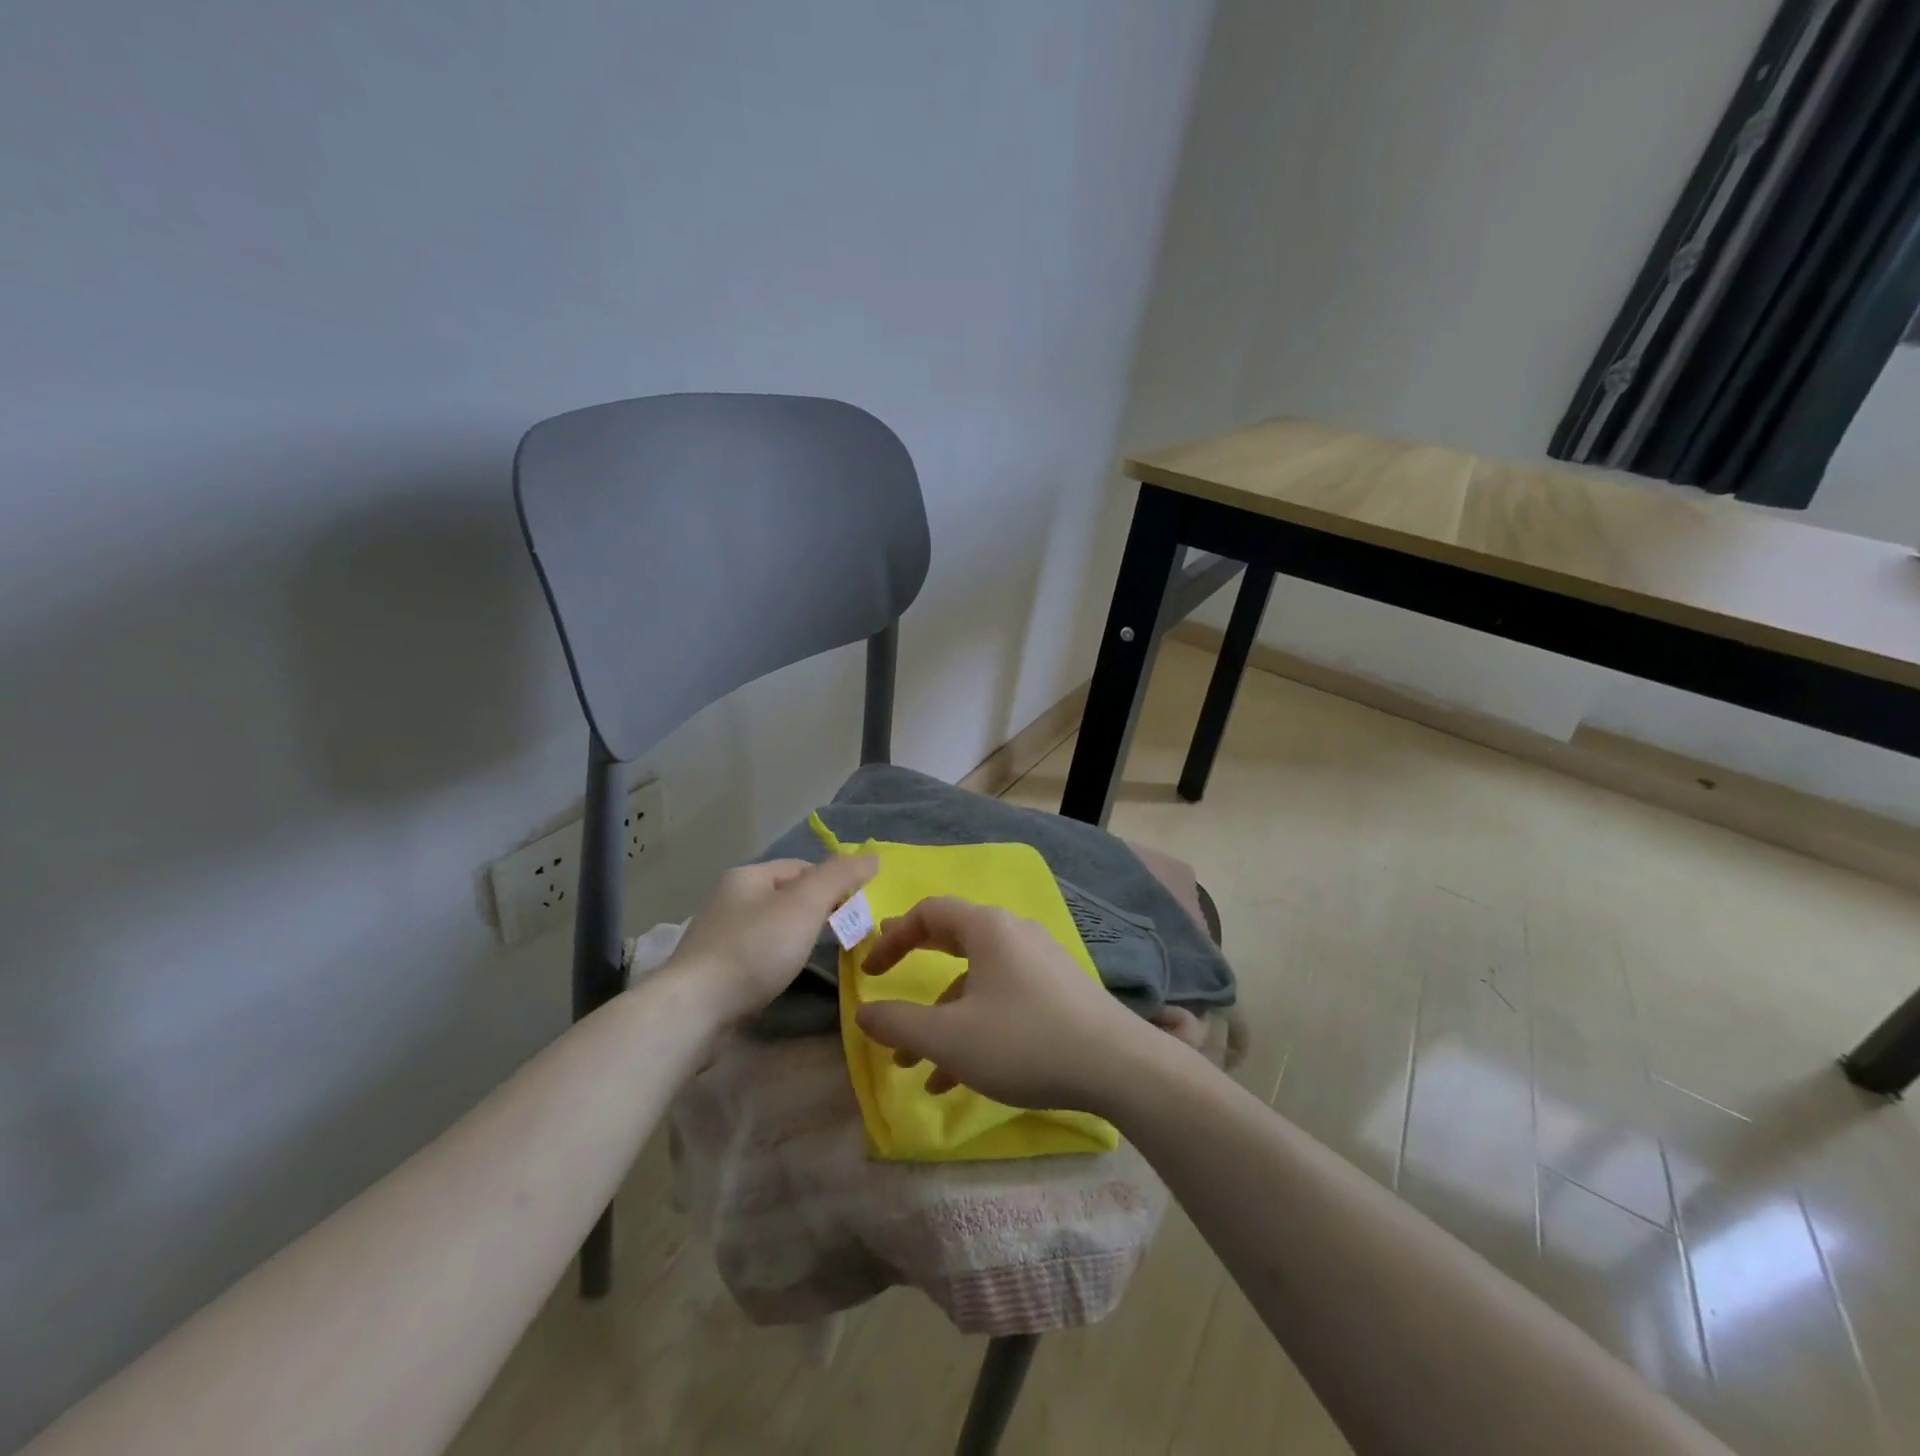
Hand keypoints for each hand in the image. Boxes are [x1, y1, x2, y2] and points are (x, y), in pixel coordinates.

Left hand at [665, 855, 876, 1023]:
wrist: (696, 1010)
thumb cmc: (755, 948)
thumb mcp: (805, 905)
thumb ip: (840, 877)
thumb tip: (872, 857)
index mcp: (748, 876)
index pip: (802, 866)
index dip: (832, 881)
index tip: (856, 907)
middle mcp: (729, 899)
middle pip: (786, 896)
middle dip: (817, 909)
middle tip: (845, 931)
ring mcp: (718, 936)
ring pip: (772, 927)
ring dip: (797, 936)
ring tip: (820, 954)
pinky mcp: (714, 970)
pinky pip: (757, 955)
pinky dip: (777, 960)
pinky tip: (785, 976)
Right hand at [853, 896, 1169, 1114]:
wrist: (1117, 1065)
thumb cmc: (1023, 1040)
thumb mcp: (949, 1037)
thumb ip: (899, 1023)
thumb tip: (863, 1012)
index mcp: (987, 928)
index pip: (928, 912)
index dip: (892, 938)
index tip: (869, 973)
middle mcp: (1014, 934)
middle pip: (952, 941)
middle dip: (915, 971)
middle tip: (887, 991)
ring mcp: (1039, 963)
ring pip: (976, 983)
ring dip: (942, 1019)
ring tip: (916, 1066)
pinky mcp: (1057, 992)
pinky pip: (1002, 1001)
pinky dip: (974, 1030)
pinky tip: (957, 1079)